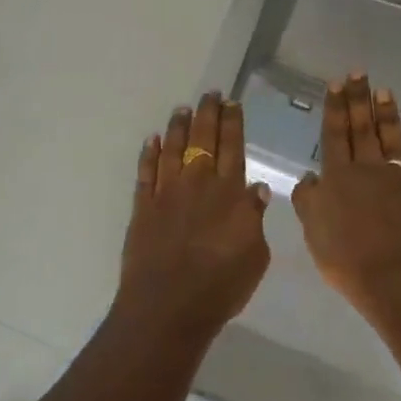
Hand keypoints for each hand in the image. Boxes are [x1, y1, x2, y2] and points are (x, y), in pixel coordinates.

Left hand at [116, 92, 270, 336]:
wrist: (169, 306)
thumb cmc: (221, 285)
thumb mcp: (255, 255)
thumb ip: (254, 217)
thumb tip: (257, 188)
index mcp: (229, 192)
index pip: (233, 147)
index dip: (233, 122)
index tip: (232, 103)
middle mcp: (198, 183)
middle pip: (203, 139)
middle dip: (207, 113)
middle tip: (210, 94)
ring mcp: (167, 193)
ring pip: (172, 148)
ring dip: (178, 126)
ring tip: (183, 108)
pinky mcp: (143, 207)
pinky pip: (146, 172)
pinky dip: (149, 154)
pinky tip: (152, 140)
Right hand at [292, 75, 400, 317]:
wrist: (400, 279)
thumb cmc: (349, 259)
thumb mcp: (314, 232)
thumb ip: (308, 201)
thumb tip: (309, 178)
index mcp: (339, 177)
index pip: (335, 134)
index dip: (335, 108)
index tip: (336, 83)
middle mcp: (369, 170)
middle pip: (362, 128)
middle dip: (359, 99)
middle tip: (358, 72)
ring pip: (392, 139)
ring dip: (387, 114)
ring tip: (384, 90)